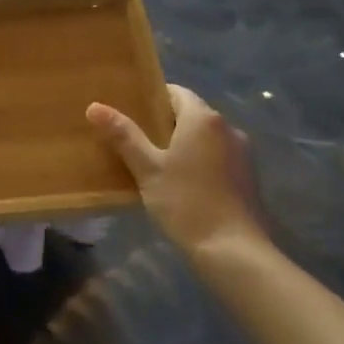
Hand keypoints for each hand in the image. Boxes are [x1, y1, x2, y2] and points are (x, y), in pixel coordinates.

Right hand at [87, 85, 272, 261]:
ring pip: (206, 138)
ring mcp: (243, 154)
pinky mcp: (249, 178)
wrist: (234, 251)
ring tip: (156, 164)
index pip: (176, 92)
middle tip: (135, 139)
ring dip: (184, 144)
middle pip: (192, 114)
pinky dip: (200, 162)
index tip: (131, 112)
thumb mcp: (147, 168)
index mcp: (203, 119)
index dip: (152, 99)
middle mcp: (228, 128)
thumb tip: (94, 106)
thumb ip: (123, 135)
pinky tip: (183, 184)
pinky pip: (218, 158)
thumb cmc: (186, 202)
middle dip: (165, 123)